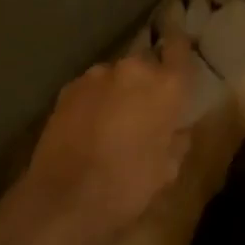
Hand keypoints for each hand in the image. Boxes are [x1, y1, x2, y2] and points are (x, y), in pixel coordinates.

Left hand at [19, 35, 196, 244]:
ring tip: (113, 122)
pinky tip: (89, 127)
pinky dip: (95, 100)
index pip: (179, 48)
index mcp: (166, 86)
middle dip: (147, 81)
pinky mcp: (68, 88)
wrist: (65, 197)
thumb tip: (177, 127)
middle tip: (146, 108)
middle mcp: (133, 69)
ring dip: (119, 91)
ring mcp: (96, 75)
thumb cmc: (128, 186)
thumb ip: (177, 139)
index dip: (180, 46)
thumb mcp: (168, 170)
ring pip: (116, 76)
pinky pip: (91, 88)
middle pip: (146, 63)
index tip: (180, 47)